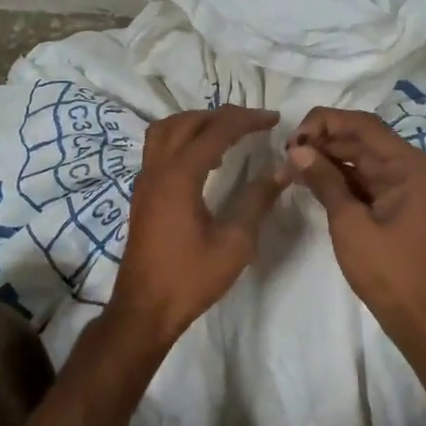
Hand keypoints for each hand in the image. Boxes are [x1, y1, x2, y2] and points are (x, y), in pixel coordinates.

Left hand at [107, 106, 287, 345]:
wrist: (145, 309)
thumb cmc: (191, 278)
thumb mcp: (235, 243)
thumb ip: (258, 201)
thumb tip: (283, 170)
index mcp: (180, 177)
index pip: (216, 131)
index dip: (247, 120)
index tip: (274, 119)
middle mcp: (157, 169)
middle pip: (187, 122)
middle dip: (222, 116)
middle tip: (253, 123)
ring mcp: (145, 180)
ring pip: (166, 130)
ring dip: (197, 123)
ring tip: (227, 134)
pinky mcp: (142, 193)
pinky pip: (159, 147)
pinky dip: (182, 139)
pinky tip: (205, 159)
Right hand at [286, 108, 425, 349]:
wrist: (419, 317)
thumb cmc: (388, 270)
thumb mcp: (350, 223)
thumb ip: (325, 181)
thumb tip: (296, 150)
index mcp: (408, 164)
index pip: (362, 125)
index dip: (324, 123)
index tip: (292, 139)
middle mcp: (409, 165)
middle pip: (361, 137)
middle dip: (322, 140)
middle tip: (286, 154)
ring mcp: (403, 184)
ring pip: (359, 156)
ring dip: (327, 157)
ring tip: (291, 165)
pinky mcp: (393, 201)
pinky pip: (362, 177)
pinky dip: (337, 176)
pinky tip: (308, 178)